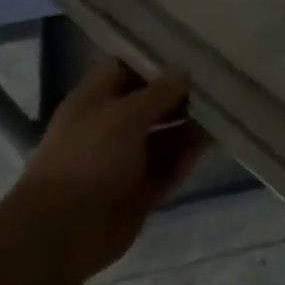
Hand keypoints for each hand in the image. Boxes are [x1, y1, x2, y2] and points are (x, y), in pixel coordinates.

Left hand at [19, 61, 208, 279]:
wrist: (63, 231)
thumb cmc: (89, 159)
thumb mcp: (124, 115)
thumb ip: (158, 93)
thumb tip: (184, 73)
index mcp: (94, 102)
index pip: (125, 70)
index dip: (154, 61)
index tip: (188, 53)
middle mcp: (110, 128)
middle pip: (150, 104)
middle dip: (179, 96)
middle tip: (216, 84)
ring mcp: (124, 162)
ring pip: (163, 137)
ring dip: (188, 127)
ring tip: (221, 113)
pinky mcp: (139, 191)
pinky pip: (167, 169)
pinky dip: (185, 158)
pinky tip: (208, 145)